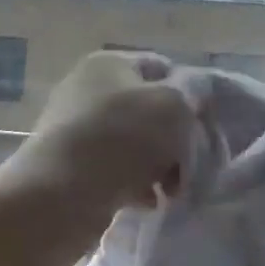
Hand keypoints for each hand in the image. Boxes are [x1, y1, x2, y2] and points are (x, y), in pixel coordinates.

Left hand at [2, 50, 197, 228]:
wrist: (58, 197)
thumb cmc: (121, 139)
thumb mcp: (173, 105)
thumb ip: (193, 92)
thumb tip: (195, 93)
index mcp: (110, 64)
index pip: (164, 68)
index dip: (191, 94)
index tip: (206, 126)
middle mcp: (89, 90)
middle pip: (152, 110)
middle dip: (177, 138)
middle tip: (191, 164)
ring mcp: (78, 130)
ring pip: (138, 145)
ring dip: (161, 166)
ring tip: (171, 189)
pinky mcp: (73, 167)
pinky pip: (118, 171)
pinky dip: (137, 185)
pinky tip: (147, 201)